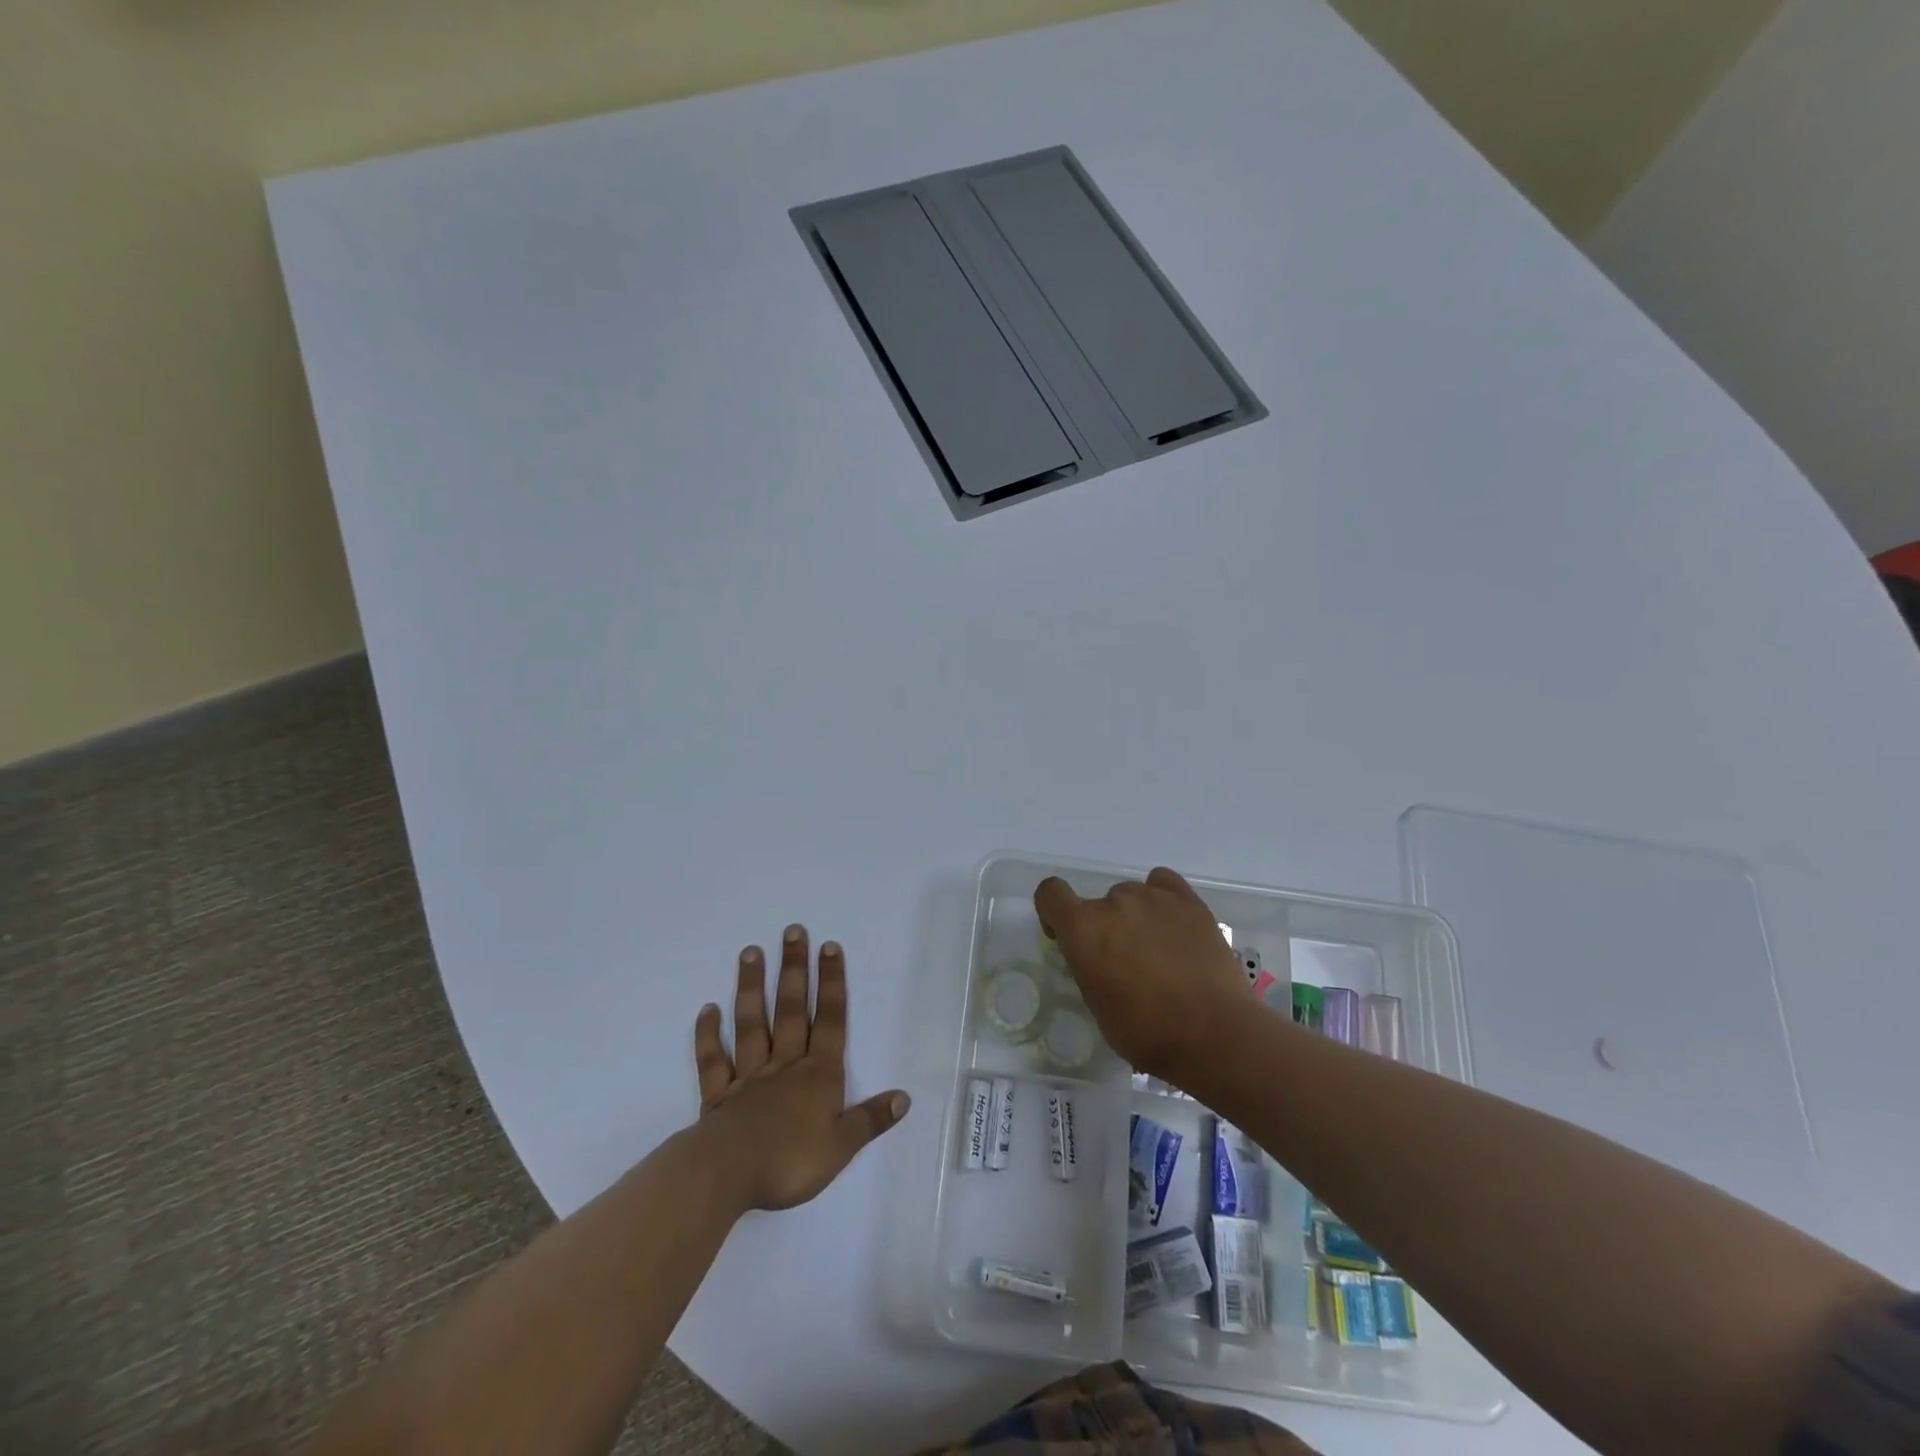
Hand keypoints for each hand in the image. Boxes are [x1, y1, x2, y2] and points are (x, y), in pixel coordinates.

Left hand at [691, 924, 909, 1211]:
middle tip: (793, 931)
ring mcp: (749, 1076)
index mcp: (818, 1074)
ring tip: (750, 952)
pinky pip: (713, 1060)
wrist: (728, 1175)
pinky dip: (709, 1034)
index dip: (832, 983)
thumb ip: (871, 1119)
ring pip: (752, 1023)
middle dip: (794, 969)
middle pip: (791, 1009)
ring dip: (752, 987)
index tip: (829, 947)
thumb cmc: (790, 1161)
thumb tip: (904, 1097)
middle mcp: (785, 1065)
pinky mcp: (718, 1095)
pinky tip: (707, 1009)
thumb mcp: (842, 1146)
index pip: (830, 1020)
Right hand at [1034, 867, 1248, 1082]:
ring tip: (1161, 952)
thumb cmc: (1147, 1032)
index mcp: (1083, 929)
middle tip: (1126, 962)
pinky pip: (1163, 884)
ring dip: (1136, 918)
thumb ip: (1088, 966)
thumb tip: (1099, 957)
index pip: (1050, 893)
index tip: (1066, 937)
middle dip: (1105, 927)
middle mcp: (1114, 902)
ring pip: (1132, 896)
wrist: (1214, 1035)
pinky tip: (1174, 927)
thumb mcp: (1097, 1005)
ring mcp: (1154, 897)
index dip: (1053, 912)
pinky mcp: (1189, 901)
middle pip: (1099, 902)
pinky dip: (1162, 901)